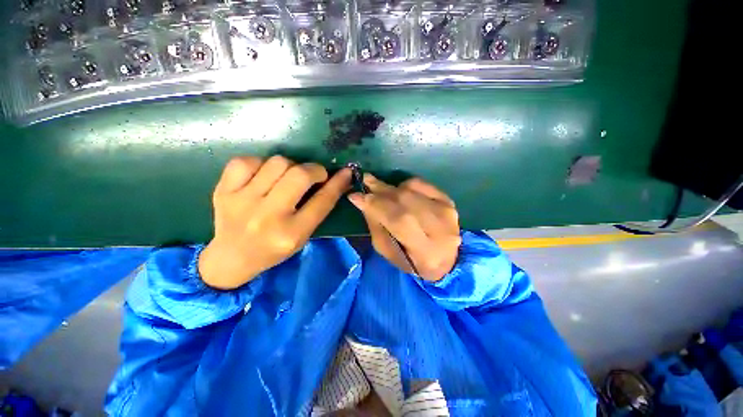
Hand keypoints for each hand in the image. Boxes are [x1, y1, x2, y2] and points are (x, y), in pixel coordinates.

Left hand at [199, 156, 350, 289]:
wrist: (231, 258)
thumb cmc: (274, 249)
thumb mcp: (303, 236)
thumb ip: (318, 209)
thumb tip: (336, 180)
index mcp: (292, 233)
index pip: (322, 201)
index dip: (337, 183)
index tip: (345, 172)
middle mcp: (268, 217)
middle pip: (299, 175)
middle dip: (314, 169)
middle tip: (315, 174)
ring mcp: (242, 202)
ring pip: (276, 163)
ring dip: (290, 166)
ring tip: (287, 176)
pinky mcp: (223, 191)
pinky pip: (246, 161)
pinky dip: (260, 164)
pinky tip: (263, 175)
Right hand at [348, 175, 460, 281]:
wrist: (446, 259)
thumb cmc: (412, 261)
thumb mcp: (388, 251)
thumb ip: (376, 225)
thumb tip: (362, 199)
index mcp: (425, 250)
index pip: (398, 220)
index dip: (375, 205)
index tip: (355, 195)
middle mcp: (440, 228)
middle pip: (404, 201)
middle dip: (380, 191)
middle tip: (365, 181)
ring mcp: (446, 211)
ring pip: (411, 190)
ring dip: (390, 188)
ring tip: (377, 187)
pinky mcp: (448, 200)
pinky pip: (421, 184)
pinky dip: (405, 185)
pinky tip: (398, 191)